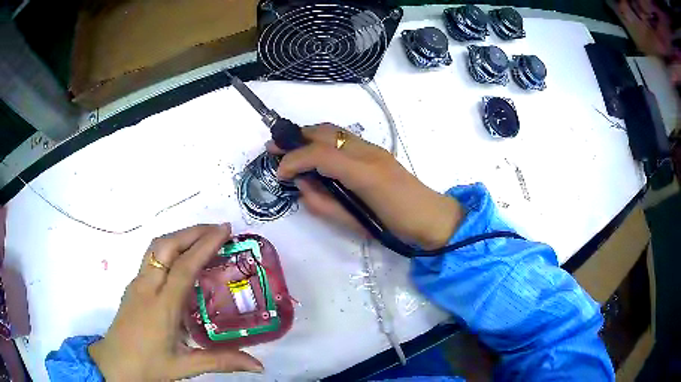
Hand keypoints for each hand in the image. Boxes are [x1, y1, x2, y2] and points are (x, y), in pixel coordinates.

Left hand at [88, 224, 263, 380]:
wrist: (113, 364)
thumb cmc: (148, 366)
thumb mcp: (185, 367)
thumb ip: (221, 362)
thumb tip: (259, 365)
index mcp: (162, 307)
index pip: (184, 267)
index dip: (204, 245)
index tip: (224, 230)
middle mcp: (147, 288)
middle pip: (166, 246)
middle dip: (192, 232)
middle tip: (218, 229)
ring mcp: (137, 284)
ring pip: (156, 248)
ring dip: (179, 237)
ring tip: (202, 238)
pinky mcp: (132, 287)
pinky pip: (151, 258)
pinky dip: (170, 249)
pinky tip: (181, 261)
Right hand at [267, 124, 463, 249]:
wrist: (431, 219)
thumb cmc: (393, 227)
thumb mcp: (354, 223)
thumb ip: (323, 203)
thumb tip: (301, 183)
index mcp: (363, 173)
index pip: (320, 154)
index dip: (294, 159)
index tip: (279, 172)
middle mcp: (367, 152)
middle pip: (325, 132)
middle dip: (296, 137)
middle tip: (274, 147)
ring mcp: (373, 148)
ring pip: (334, 130)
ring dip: (308, 134)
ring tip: (289, 145)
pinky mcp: (376, 151)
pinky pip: (344, 137)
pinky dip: (323, 138)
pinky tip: (315, 149)